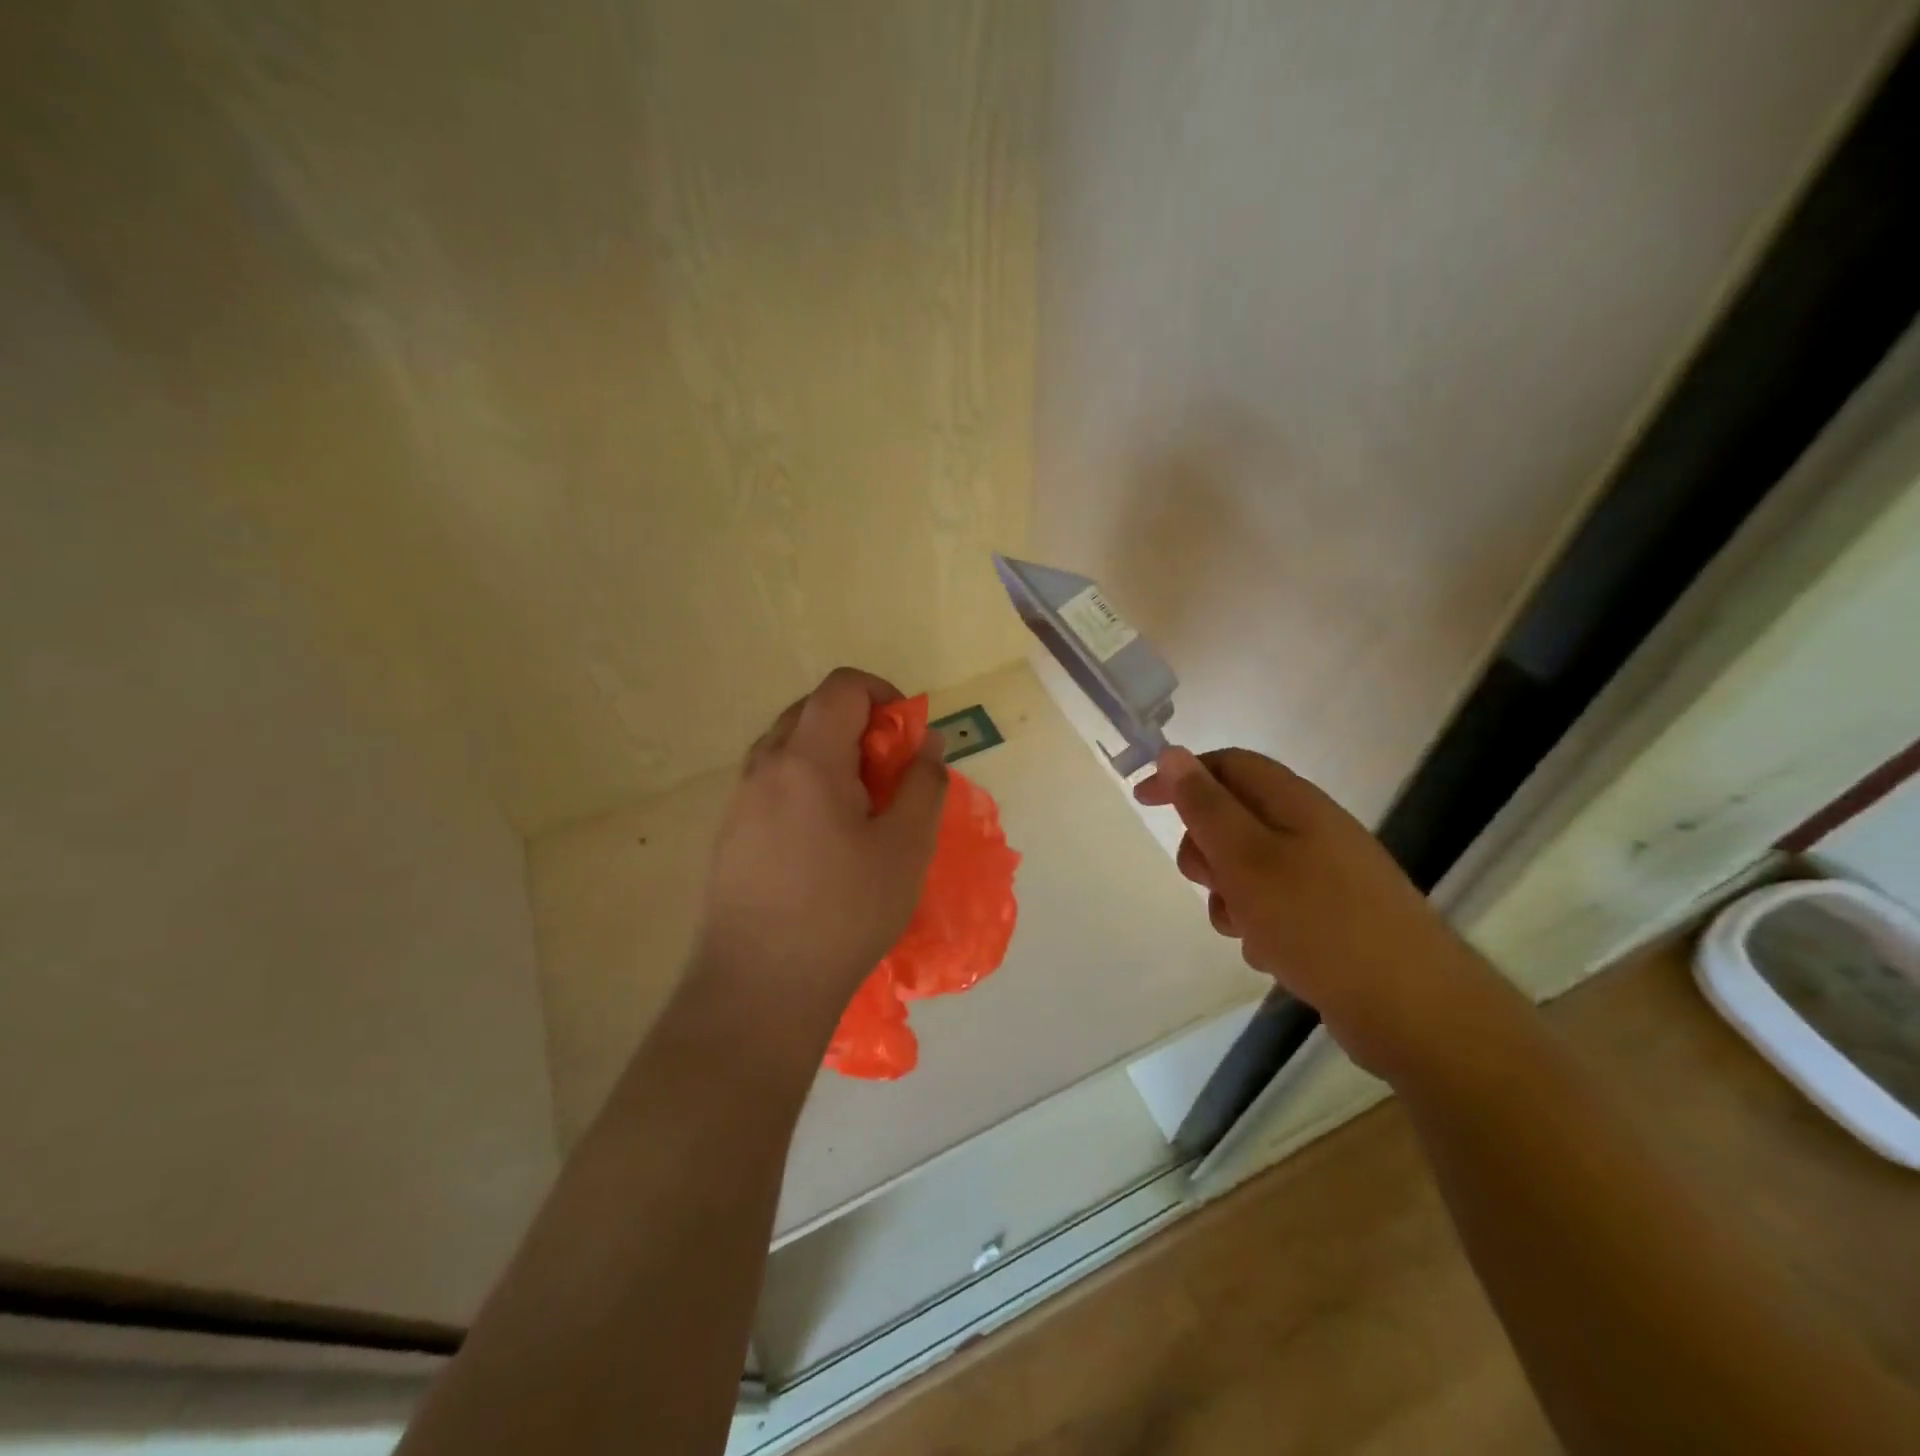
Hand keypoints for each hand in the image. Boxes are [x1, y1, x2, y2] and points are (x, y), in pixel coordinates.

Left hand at [697, 668, 947, 1013]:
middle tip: (888, 775)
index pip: (842, 687)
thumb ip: (923, 784)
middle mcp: (764, 766)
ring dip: (830, 755)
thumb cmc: (844, 912)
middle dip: (858, 726)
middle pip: (812, 710)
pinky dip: (805, 784)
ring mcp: (739, 799)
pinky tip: (824, 840)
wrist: (759, 988)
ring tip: (860, 809)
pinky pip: (772, 781)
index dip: (883, 695)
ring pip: (788, 746)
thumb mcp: (906, 848)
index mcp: (807, 758)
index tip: (907, 737)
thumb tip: (926, 743)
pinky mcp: (729, 832)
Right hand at [1135, 746, 1502, 1078]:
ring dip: (1230, 895)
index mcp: (1294, 803)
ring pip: (1250, 869)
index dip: (1181, 776)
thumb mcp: (1245, 858)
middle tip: (1207, 881)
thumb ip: (1205, 806)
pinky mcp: (1333, 917)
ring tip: (1243, 929)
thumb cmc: (1317, 922)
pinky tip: (1272, 955)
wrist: (1413, 1008)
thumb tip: (1172, 754)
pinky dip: (1259, 924)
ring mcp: (1326, 875)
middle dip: (1206, 849)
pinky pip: (1275, 906)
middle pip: (1235, 818)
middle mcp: (1312, 830)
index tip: (1142, 803)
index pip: (1227, 765)